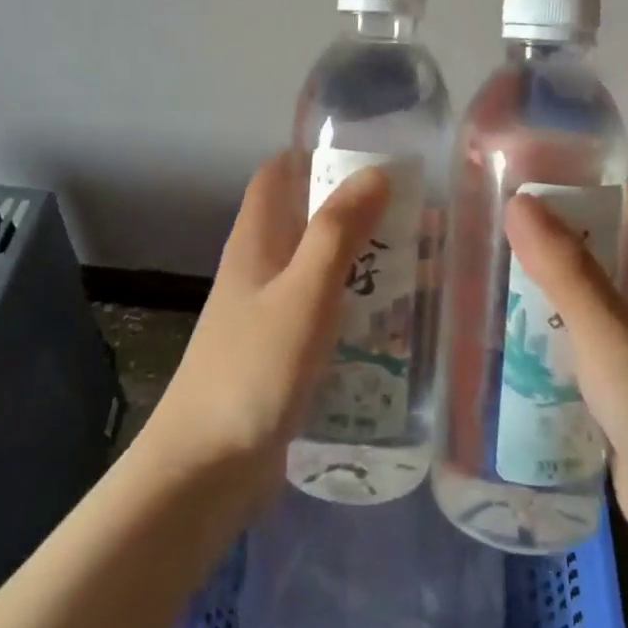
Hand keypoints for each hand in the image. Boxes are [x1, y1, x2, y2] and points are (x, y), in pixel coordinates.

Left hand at [141, 153, 389, 499]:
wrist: (205, 470)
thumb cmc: (254, 370)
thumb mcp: (303, 294)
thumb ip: (338, 233)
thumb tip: (374, 172)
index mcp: (256, 241)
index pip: (279, 173)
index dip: (317, 156)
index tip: (373, 158)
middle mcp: (260, 268)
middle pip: (307, 219)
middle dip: (357, 213)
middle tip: (417, 220)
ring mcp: (268, 313)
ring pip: (320, 269)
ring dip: (363, 263)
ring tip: (422, 270)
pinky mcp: (282, 354)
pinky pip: (324, 314)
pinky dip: (356, 308)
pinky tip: (395, 326)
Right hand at [504, 179, 627, 555]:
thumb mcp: (610, 331)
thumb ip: (565, 269)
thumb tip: (517, 199)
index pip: (620, 197)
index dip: (577, 173)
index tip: (518, 163)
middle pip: (592, 241)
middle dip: (542, 227)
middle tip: (477, 216)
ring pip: (579, 290)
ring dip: (538, 279)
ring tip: (475, 265)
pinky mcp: (616, 379)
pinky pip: (573, 336)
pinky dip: (542, 326)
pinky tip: (499, 331)